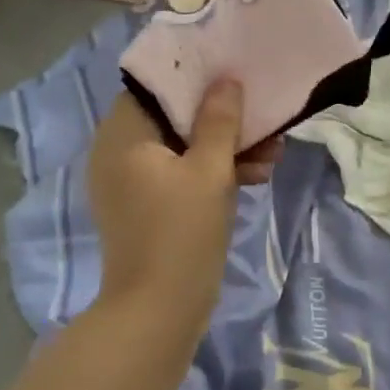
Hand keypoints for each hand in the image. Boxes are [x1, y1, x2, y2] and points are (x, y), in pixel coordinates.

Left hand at [87, 83, 281, 323]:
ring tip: (272, 153)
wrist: (158, 310)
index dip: (195, 79)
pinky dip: (209, 175)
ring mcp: (129, 183)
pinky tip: (254, 177)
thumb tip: (226, 81)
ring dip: (223, 149)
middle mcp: (117, 152)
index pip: (155, 87)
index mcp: (122, 135)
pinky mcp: (145, 208)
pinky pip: (177, 176)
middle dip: (220, 120)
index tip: (233, 79)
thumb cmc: (181, 233)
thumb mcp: (210, 172)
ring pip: (180, 149)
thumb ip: (219, 122)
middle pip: (171, 118)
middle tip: (262, 122)